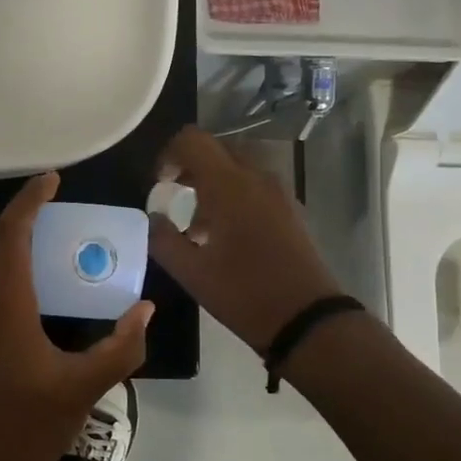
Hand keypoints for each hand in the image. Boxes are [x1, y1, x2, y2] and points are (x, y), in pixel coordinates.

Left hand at [0, 173, 153, 460]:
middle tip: (65, 213)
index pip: (12, 234)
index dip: (31, 201)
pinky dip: (13, 279)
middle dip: (29, 222)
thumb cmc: (27, 430)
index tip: (53, 180)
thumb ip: (121, 346)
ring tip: (58, 248)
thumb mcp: (84, 388)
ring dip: (20, 252)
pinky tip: (41, 296)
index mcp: (2, 305)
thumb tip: (145, 310)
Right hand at [149, 125, 344, 353]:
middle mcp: (256, 178)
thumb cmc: (243, 293)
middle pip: (217, 149)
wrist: (307, 319)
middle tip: (175, 197)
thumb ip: (163, 239)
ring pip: (238, 167)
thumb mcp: (191, 272)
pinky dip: (235, 195)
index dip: (169, 154)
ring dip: (213, 183)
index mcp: (229, 185)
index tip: (160, 183)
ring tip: (198, 226)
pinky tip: (226, 236)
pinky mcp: (291, 210)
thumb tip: (153, 218)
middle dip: (191, 167)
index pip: (193, 140)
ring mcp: (279, 193)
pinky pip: (256, 186)